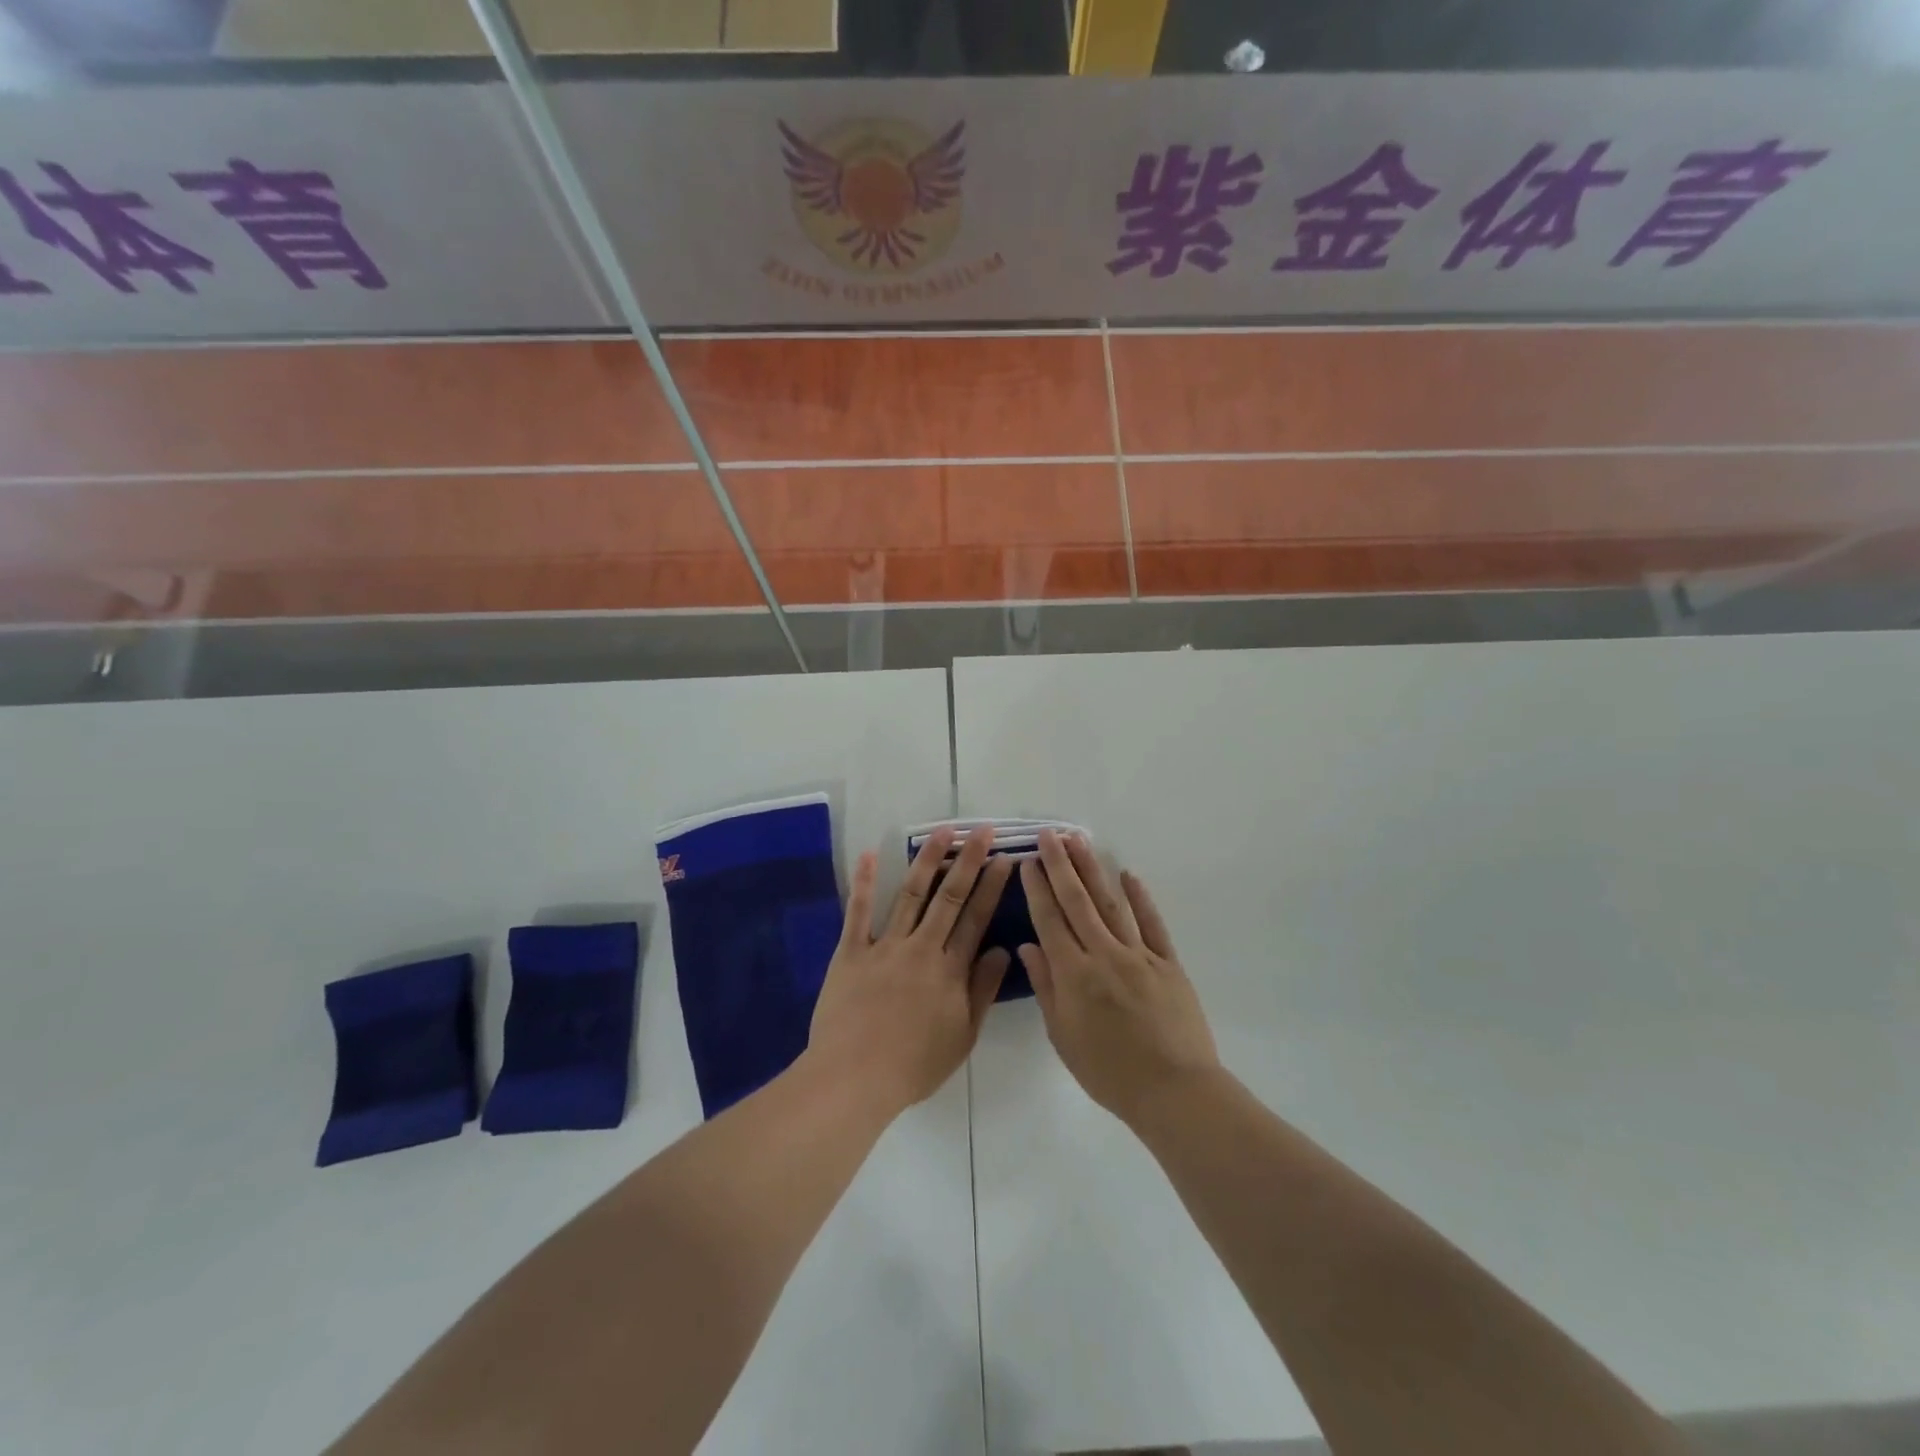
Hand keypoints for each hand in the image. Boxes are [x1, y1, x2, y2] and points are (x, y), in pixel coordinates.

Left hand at [807, 826, 1014, 1116]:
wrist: (854, 1078)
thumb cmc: (913, 1065)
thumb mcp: (962, 1037)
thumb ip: (982, 991)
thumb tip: (1003, 952)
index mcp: (950, 971)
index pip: (977, 920)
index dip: (992, 887)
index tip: (1004, 859)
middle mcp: (921, 949)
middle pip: (949, 898)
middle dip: (968, 861)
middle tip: (981, 831)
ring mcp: (885, 947)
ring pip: (911, 895)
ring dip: (927, 861)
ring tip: (942, 831)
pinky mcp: (851, 952)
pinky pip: (858, 913)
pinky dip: (865, 883)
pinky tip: (871, 855)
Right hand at [1019, 829, 1220, 1128]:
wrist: (1173, 1090)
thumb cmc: (1109, 1072)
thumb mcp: (1064, 1036)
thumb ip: (1046, 988)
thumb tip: (1029, 947)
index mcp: (1074, 974)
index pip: (1049, 920)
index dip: (1037, 889)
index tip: (1027, 862)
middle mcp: (1103, 954)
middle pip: (1077, 902)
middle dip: (1060, 865)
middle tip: (1049, 835)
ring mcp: (1139, 955)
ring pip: (1111, 903)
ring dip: (1093, 870)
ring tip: (1078, 841)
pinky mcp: (1168, 962)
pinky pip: (1152, 923)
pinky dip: (1140, 898)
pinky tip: (1128, 874)